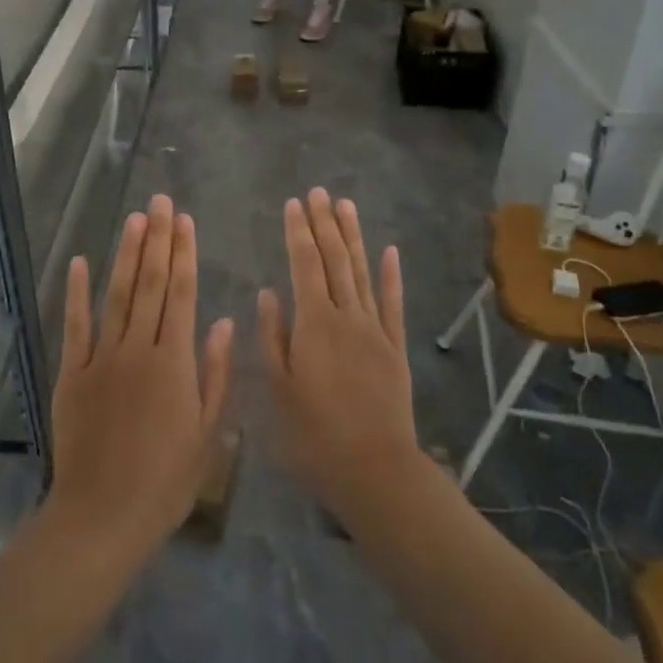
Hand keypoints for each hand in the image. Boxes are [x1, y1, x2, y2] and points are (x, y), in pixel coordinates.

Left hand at [45, 197, 234, 561]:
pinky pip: (75, 326)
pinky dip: (77, 293)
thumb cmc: (166, 480)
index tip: (185, 221)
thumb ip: (216, 373)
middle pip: (151, 285)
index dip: (184, 254)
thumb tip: (223, 322)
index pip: (182, 295)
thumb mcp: (208, 433)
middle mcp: (138, 349)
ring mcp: (101, 358)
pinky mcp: (72, 373)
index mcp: (175, 362)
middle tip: (160, 202)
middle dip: (157, 240)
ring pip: (117, 295)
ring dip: (127, 255)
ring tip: (135, 219)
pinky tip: (81, 262)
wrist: (103, 514)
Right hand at [258, 190, 419, 519]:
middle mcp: (346, 316)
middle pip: (335, 260)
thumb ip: (272, 337)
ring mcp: (375, 330)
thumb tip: (268, 293)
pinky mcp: (395, 348)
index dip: (299, 232)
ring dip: (354, 237)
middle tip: (320, 192)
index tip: (294, 204)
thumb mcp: (277, 389)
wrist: (375, 469)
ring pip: (363, 273)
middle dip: (325, 224)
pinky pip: (393, 303)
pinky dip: (391, 275)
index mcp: (314, 324)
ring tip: (346, 206)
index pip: (305, 265)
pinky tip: (389, 251)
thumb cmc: (313, 435)